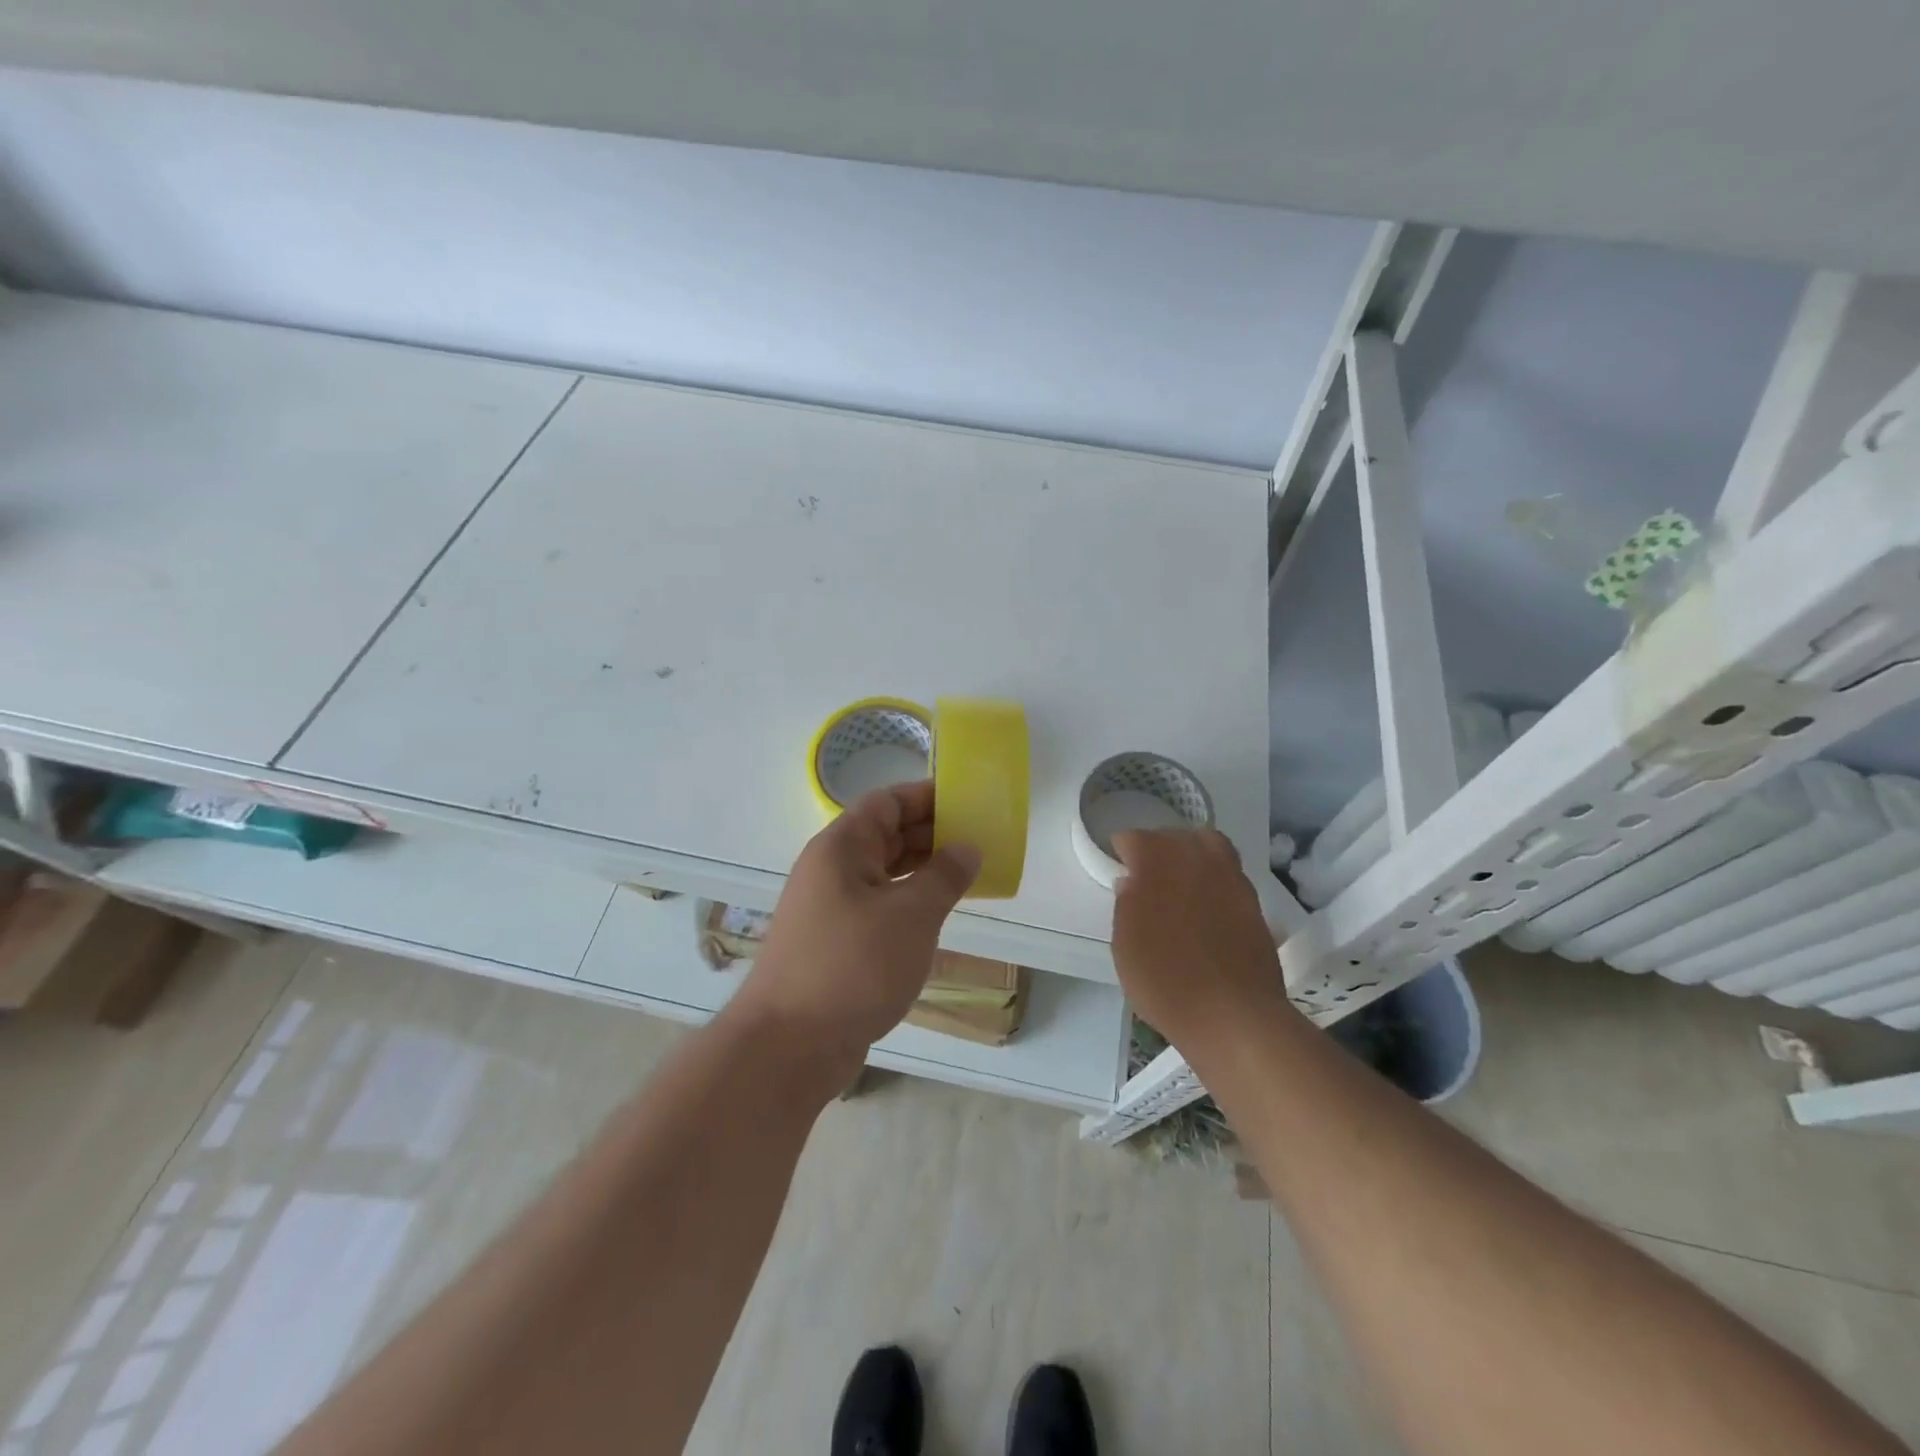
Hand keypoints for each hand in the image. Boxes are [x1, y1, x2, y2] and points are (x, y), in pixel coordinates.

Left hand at [734, 782, 980, 1072]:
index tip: (968, 802)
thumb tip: (967, 847)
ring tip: (968, 875)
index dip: (926, 797)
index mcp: (841, 847)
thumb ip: (944, 876)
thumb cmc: (853, 966)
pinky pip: (879, 906)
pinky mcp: (835, 942)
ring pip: (883, 873)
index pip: (886, 802)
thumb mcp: (911, 915)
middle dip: (931, 833)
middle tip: (979, 840)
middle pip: (885, 835)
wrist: (789, 1046)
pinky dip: (909, 903)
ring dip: (923, 870)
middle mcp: (832, 869)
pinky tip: (937, 916)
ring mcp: (830, 907)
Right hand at [1110, 828, 1289, 1051]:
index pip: (1134, 839)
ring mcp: (1230, 877)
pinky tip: (1207, 907)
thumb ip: (1125, 905)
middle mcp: (1195, 857)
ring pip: (1209, 846)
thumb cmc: (1165, 980)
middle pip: (1173, 836)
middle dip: (1158, 850)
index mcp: (1157, 861)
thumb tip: (1130, 882)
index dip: (1123, 854)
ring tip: (1181, 884)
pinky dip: (1215, 880)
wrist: (1232, 1015)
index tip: (1120, 872)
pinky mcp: (1254, 901)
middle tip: (1147, 878)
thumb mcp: (1125, 946)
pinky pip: (1229, 874)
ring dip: (1191, 856)